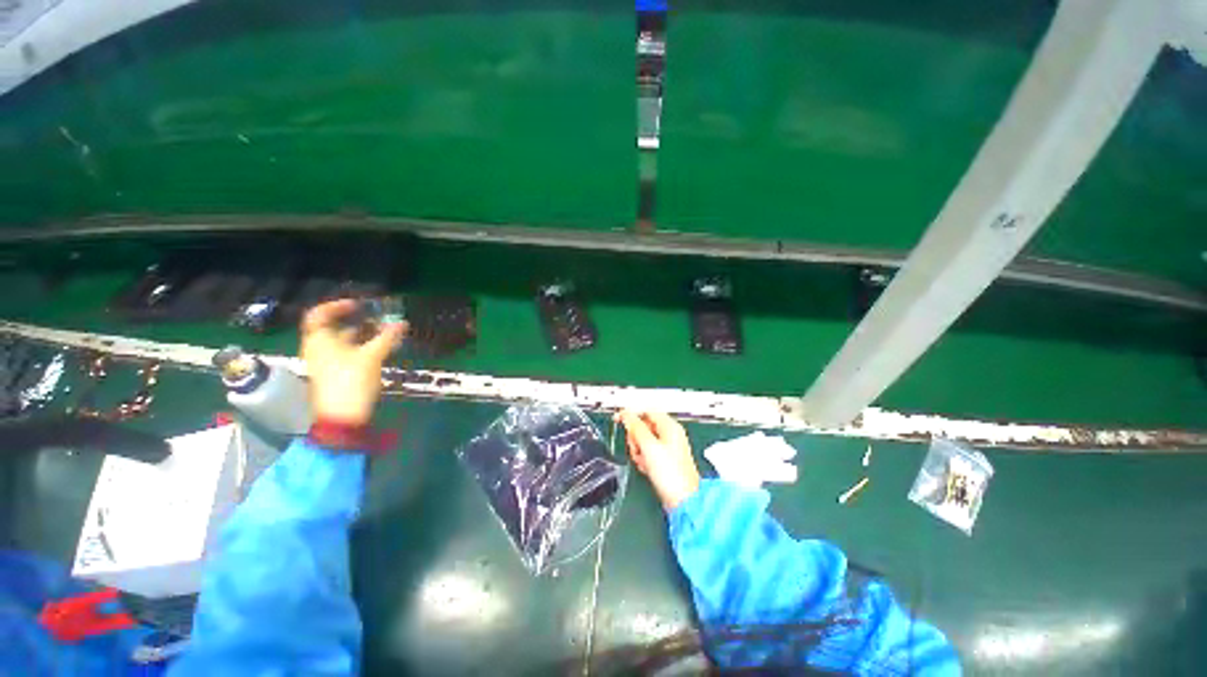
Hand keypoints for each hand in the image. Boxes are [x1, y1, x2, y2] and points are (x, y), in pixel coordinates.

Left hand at [300, 299, 406, 426]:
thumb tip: (402, 323)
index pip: (319, 314)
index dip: (337, 306)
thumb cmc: (351, 381)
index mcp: (319, 340)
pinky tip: (379, 349)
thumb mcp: (372, 356)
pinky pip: (346, 353)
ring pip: (342, 341)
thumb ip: (387, 338)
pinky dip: (361, 347)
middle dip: (356, 321)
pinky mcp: (334, 373)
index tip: (359, 305)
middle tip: (378, 318)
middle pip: (333, 327)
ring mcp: (325, 362)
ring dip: (362, 334)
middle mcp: (318, 348)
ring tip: (384, 332)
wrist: (342, 416)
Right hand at [616, 409, 700, 511]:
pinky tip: (646, 467)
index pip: (646, 411)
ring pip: (643, 440)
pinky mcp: (664, 460)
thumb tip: (625, 414)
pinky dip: (643, 459)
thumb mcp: (649, 446)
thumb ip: (636, 427)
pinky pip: (647, 453)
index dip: (631, 414)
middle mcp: (670, 434)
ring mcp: (667, 448)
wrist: (683, 501)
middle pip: (643, 426)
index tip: (618, 419)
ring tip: (642, 461)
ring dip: (638, 450)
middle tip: (637, 448)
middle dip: (635, 437)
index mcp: (670, 426)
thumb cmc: (670, 473)